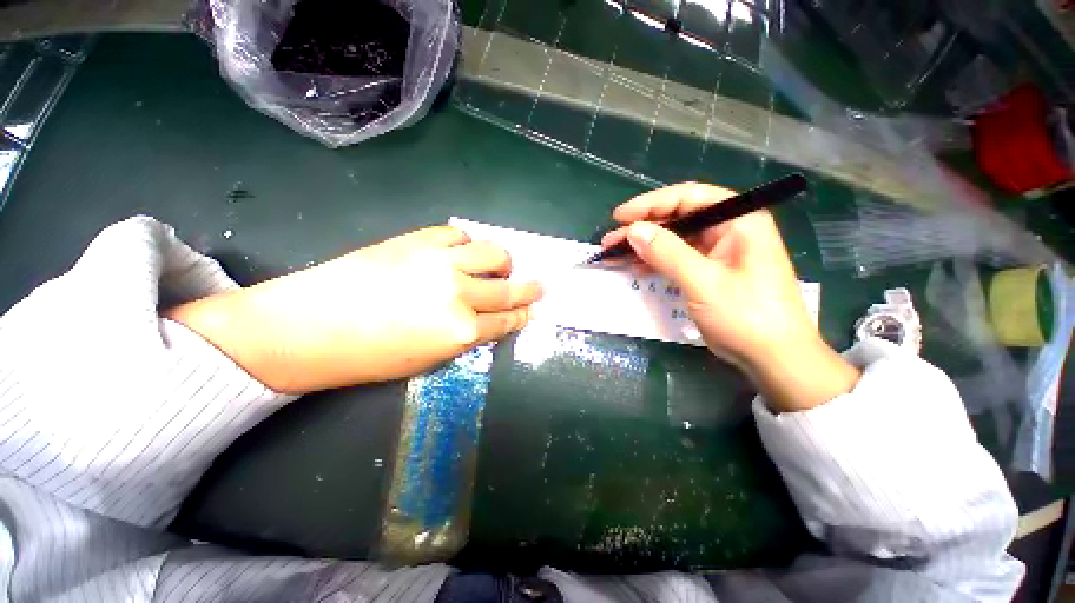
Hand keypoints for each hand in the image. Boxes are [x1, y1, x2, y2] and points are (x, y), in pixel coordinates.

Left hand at [166, 226, 541, 393]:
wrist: (309, 327)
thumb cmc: (370, 356)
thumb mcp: (430, 359)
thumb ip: (467, 336)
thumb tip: (490, 319)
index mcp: (461, 332)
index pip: (508, 320)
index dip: (524, 315)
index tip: (533, 309)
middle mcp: (459, 293)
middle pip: (509, 288)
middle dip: (530, 289)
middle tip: (539, 286)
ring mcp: (440, 262)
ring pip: (493, 253)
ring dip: (503, 262)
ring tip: (500, 266)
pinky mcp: (419, 240)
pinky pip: (459, 234)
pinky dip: (467, 243)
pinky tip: (462, 252)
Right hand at [602, 182, 858, 410]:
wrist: (774, 358)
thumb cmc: (745, 316)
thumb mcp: (703, 281)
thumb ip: (667, 252)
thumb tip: (633, 230)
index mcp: (738, 220)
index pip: (689, 198)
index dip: (651, 204)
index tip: (620, 216)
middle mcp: (729, 230)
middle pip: (679, 218)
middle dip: (643, 228)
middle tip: (611, 239)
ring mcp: (719, 252)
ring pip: (675, 239)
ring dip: (645, 246)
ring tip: (615, 253)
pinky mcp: (710, 271)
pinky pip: (677, 258)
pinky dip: (655, 261)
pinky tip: (635, 266)